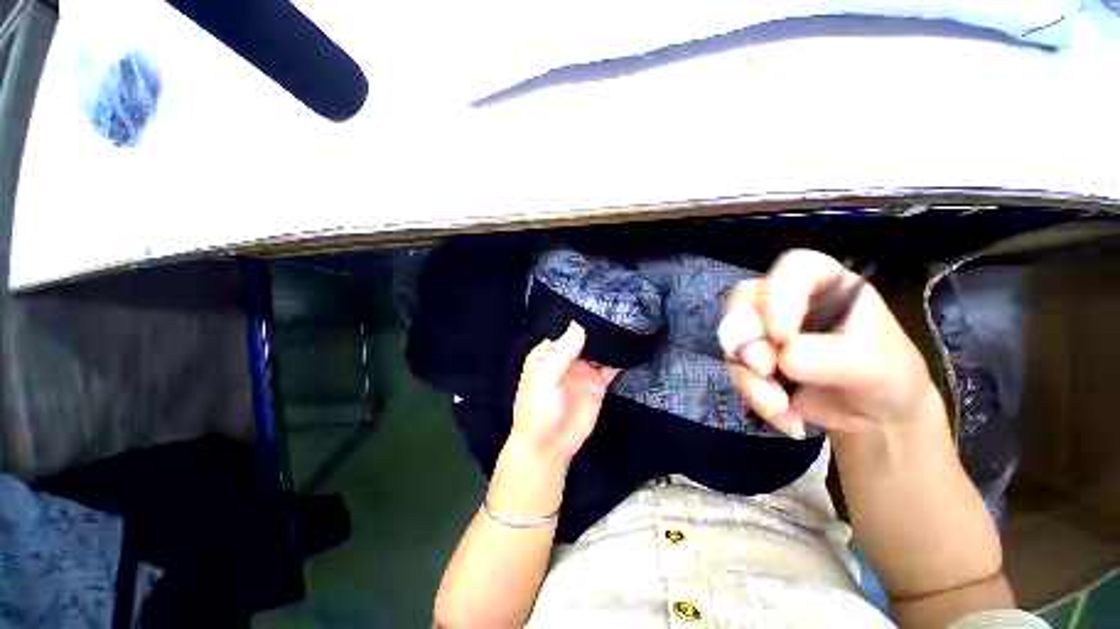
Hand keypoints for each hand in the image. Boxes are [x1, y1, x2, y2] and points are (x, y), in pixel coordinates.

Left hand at [490, 322, 616, 517]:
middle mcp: (566, 358)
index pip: (563, 330)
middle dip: (596, 326)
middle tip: (616, 307)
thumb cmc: (537, 410)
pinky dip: (618, 358)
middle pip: (582, 337)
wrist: (549, 446)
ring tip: (625, 320)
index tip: (595, 301)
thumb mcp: (544, 379)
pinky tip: (629, 346)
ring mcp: (583, 370)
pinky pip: (609, 367)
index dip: (576, 318)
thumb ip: (562, 354)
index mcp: (547, 354)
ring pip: (597, 350)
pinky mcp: (597, 383)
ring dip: (607, 340)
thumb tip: (578, 326)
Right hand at [721, 249, 939, 438]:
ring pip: (733, 340)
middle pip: (743, 300)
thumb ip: (830, 357)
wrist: (874, 414)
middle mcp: (785, 299)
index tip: (783, 335)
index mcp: (822, 283)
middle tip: (764, 369)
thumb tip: (782, 360)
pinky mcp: (751, 357)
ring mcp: (763, 328)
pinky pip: (736, 370)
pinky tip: (785, 418)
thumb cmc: (885, 374)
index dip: (779, 296)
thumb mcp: (872, 365)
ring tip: (780, 408)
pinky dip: (754, 396)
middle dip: (748, 339)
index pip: (792, 268)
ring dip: (750, 377)